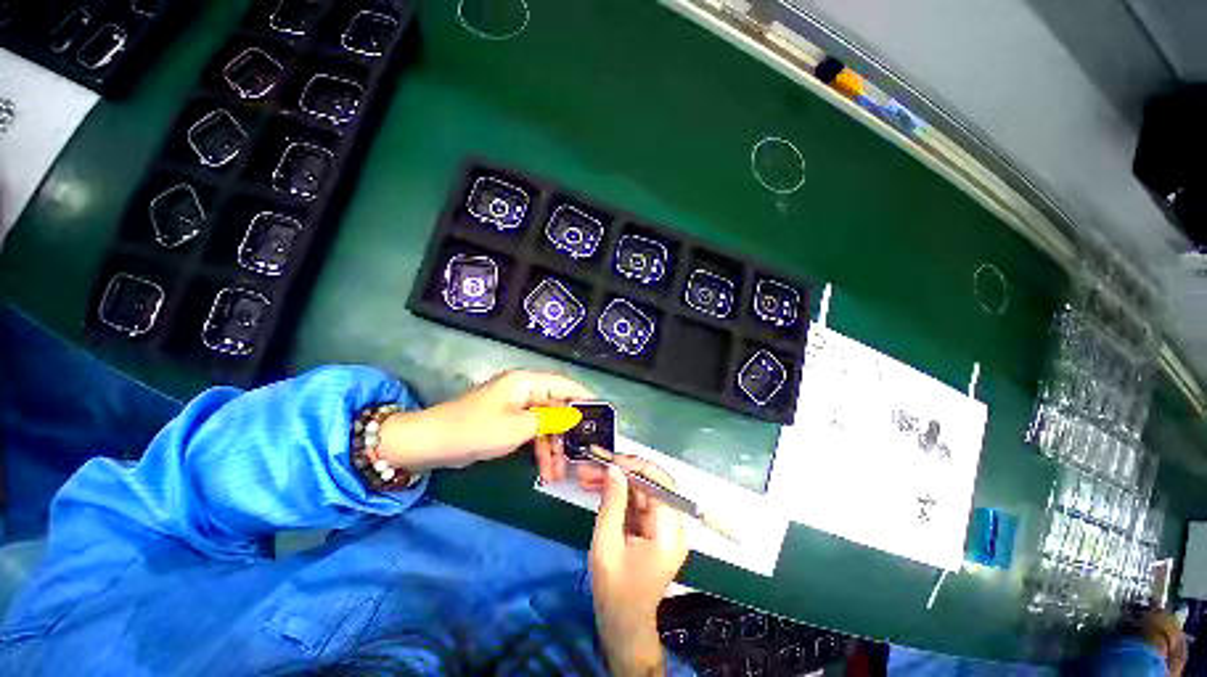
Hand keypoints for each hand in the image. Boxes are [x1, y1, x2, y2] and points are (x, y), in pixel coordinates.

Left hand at [378, 370, 591, 476]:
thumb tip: (575, 416)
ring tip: (558, 473)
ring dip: (553, 446)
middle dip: (568, 432)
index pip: (565, 384)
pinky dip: (539, 448)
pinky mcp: (509, 421)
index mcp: (527, 382)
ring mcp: (516, 406)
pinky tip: (545, 469)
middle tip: (580, 455)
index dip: (585, 398)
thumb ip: (550, 420)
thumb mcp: (518, 427)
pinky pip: (533, 431)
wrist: (431, 444)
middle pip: (557, 406)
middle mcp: (525, 390)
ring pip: (546, 423)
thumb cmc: (476, 430)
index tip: (603, 416)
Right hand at [589, 456, 688, 675]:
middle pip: (651, 484)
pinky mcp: (653, 529)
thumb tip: (614, 467)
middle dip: (621, 471)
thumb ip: (612, 503)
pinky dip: (617, 494)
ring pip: (641, 491)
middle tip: (594, 464)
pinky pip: (636, 503)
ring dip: (616, 481)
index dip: (637, 467)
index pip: (661, 484)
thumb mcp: (606, 545)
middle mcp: (673, 525)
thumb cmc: (614, 591)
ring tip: (587, 474)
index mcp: (669, 532)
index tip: (611, 460)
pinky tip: (596, 487)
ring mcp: (663, 527)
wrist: (623, 625)